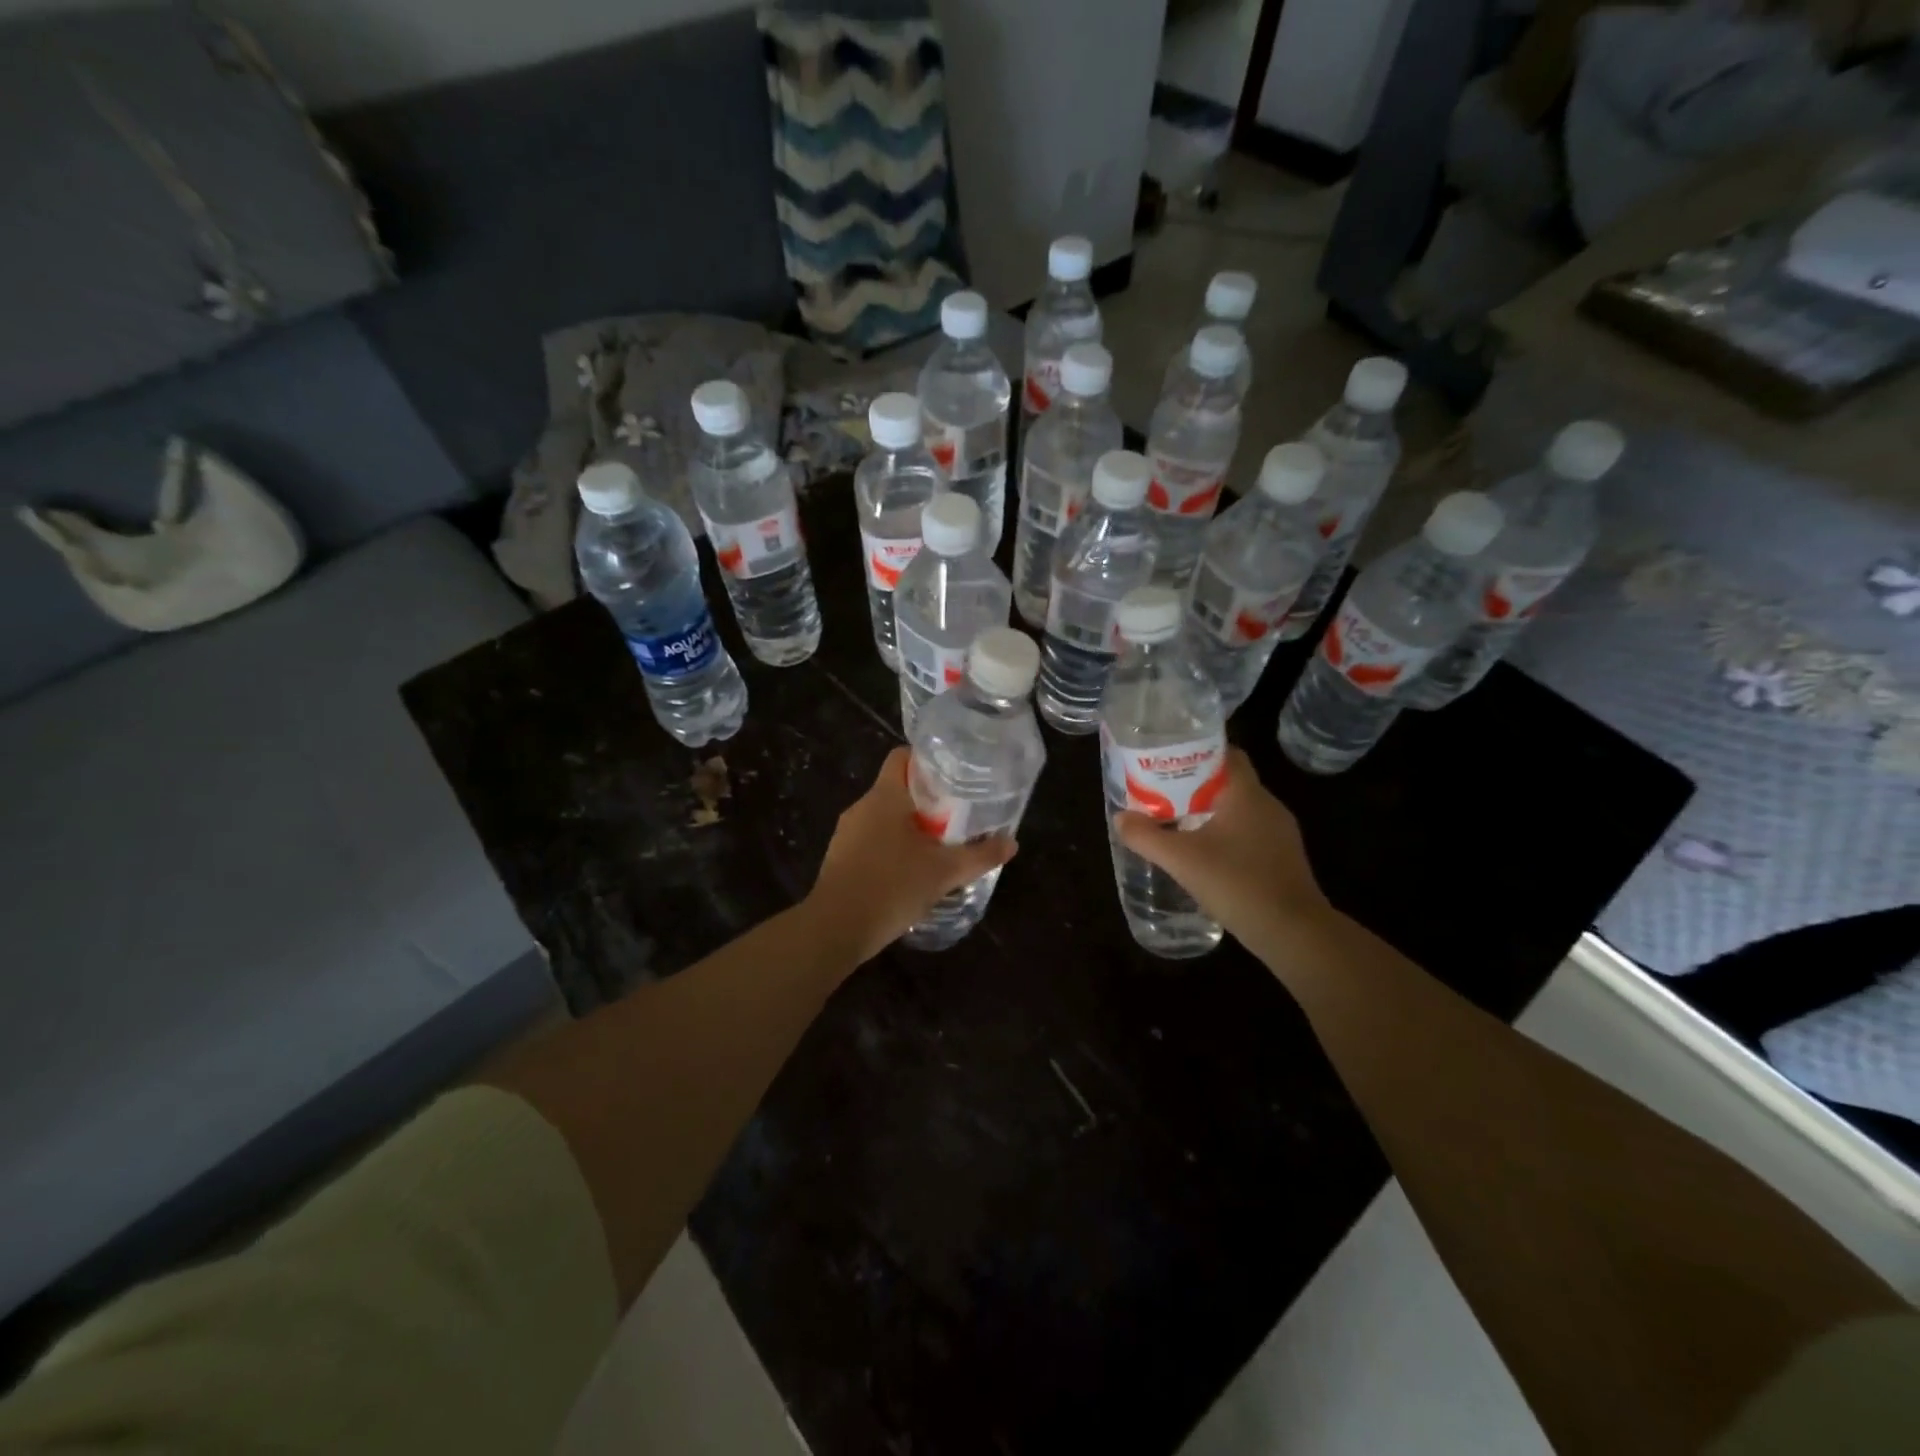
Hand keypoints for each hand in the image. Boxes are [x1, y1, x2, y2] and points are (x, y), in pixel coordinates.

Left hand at [805, 747, 1016, 963]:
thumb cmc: (892, 886)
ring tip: (939, 847)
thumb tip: (1012, 843)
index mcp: (885, 796)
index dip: (927, 762)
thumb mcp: (944, 872)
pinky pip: (871, 842)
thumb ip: (980, 855)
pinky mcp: (840, 859)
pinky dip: (892, 849)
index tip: (954, 778)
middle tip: (957, 817)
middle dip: (927, 801)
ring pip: (884, 818)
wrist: (836, 929)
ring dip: (910, 828)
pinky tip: (911, 873)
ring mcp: (846, 833)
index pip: (902, 757)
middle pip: (897, 789)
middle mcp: (862, 807)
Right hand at [1113, 748, 1330, 948]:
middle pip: (1229, 782)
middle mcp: (1268, 806)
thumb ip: (1146, 837)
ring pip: (1239, 810)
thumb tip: (1120, 818)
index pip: (1227, 754)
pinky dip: (1226, 835)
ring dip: (1210, 812)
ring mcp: (1280, 834)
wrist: (1293, 933)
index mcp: (1247, 795)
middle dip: (1196, 784)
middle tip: (1162, 792)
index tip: (1169, 760)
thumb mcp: (1181, 860)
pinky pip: (1249, 834)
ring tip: (1177, 821)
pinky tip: (1205, 854)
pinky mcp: (1283, 859)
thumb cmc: (1238, 883)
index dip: (1198, 752)